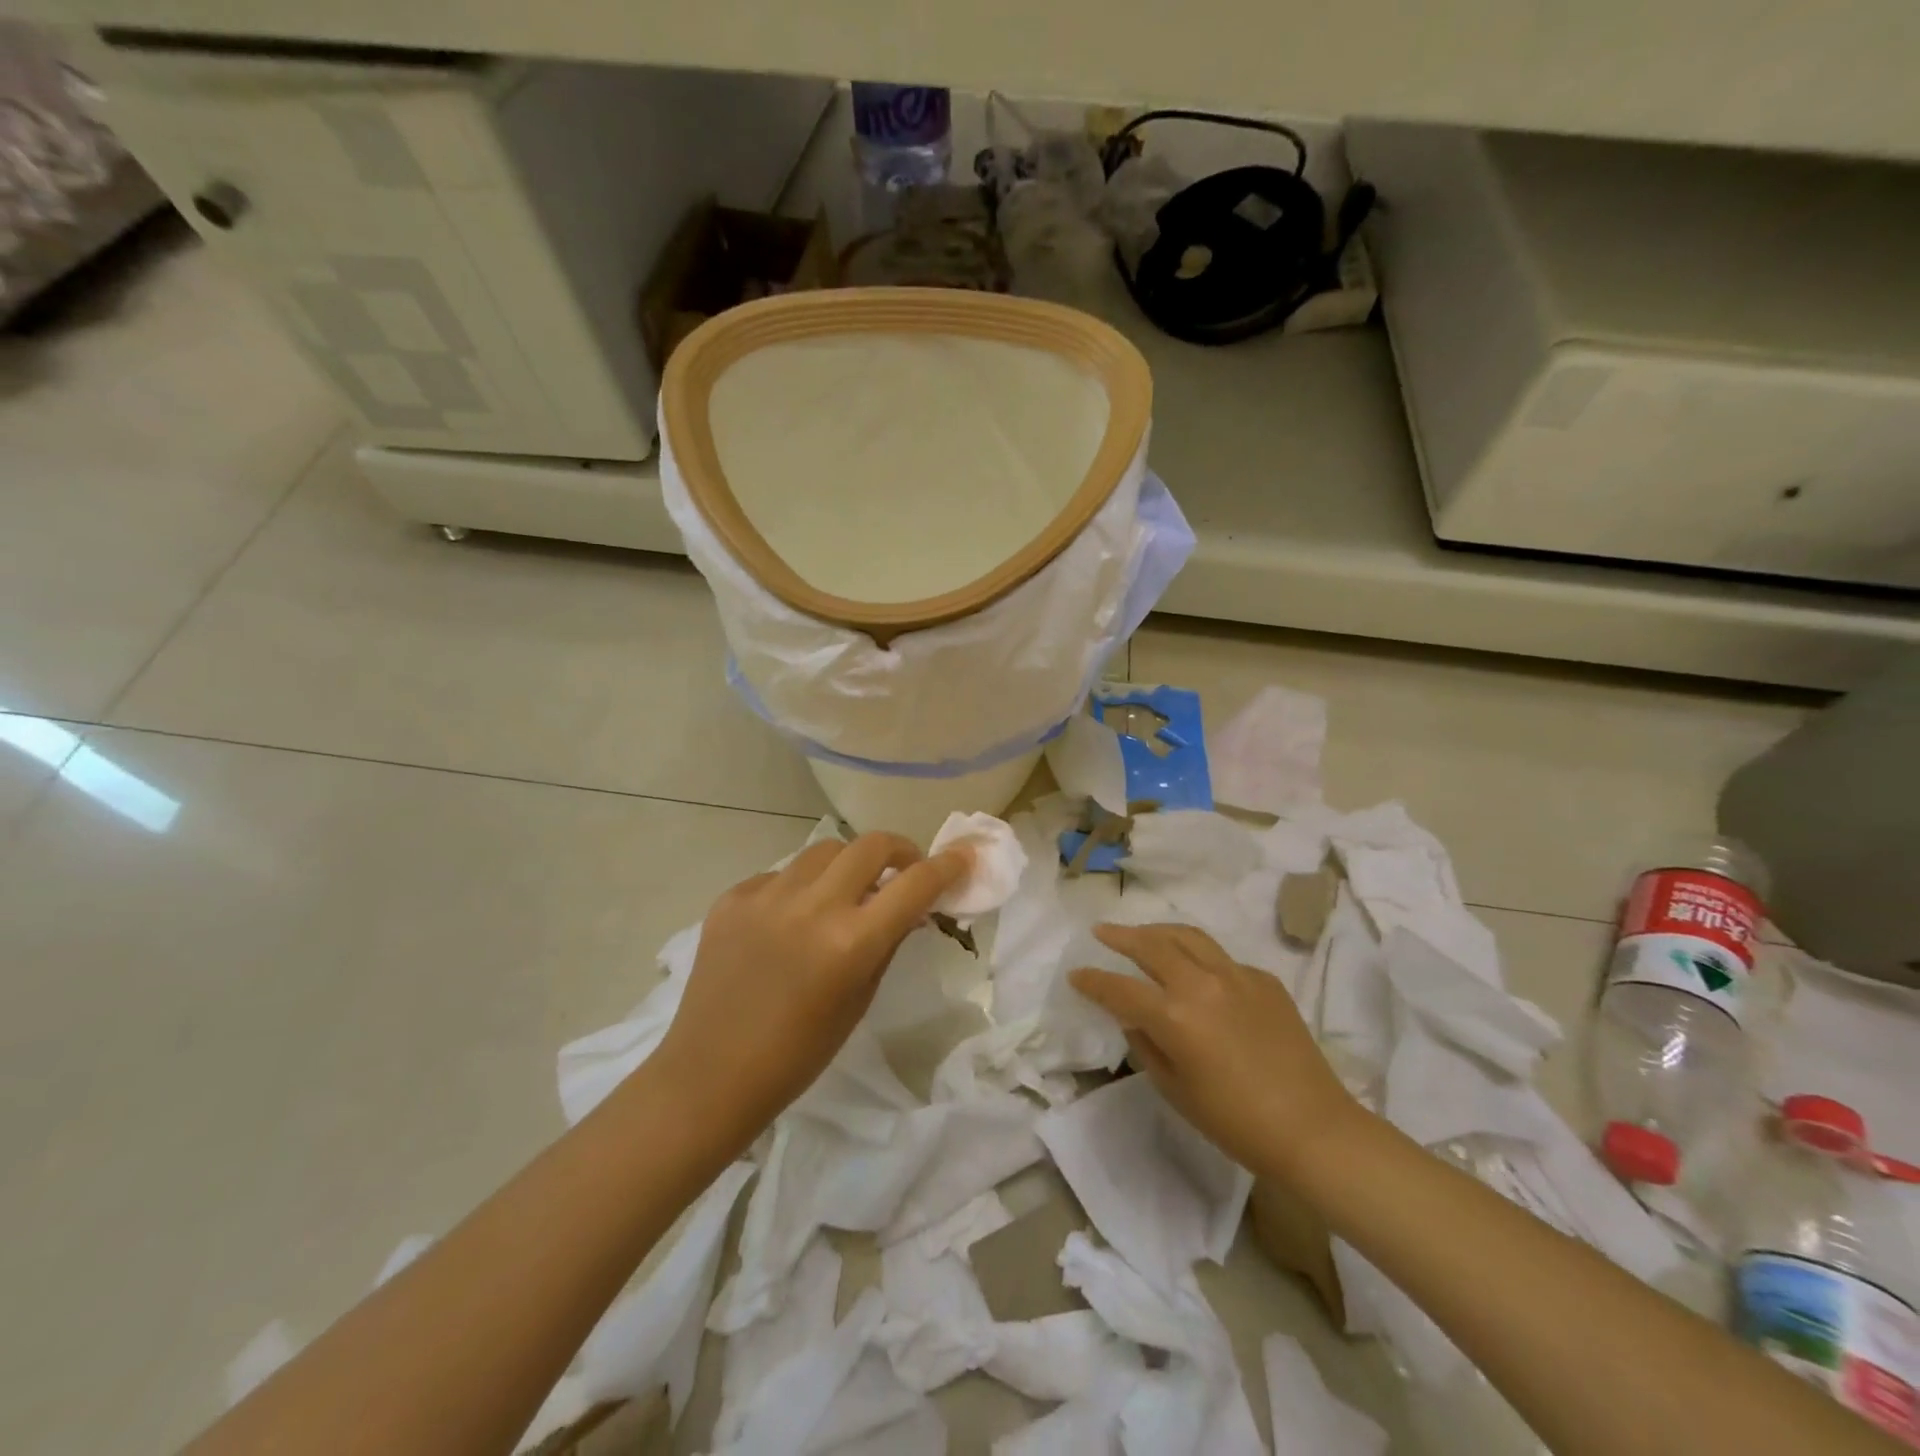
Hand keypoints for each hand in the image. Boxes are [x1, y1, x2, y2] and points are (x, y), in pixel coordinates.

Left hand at [656, 833, 968, 1135]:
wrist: (710, 1075)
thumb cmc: (798, 1053)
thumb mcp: (859, 1000)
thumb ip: (888, 941)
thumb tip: (910, 903)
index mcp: (851, 942)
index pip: (915, 884)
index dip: (947, 866)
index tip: (962, 858)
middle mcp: (812, 907)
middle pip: (871, 845)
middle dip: (899, 850)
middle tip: (903, 869)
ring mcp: (766, 896)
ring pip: (824, 850)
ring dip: (847, 864)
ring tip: (843, 893)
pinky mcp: (732, 898)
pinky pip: (780, 875)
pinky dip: (799, 888)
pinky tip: (789, 920)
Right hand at [1068, 923, 1357, 1176]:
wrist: (1313, 1130)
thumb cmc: (1235, 1123)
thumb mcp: (1175, 1090)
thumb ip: (1146, 1044)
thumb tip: (1133, 1017)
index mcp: (1174, 1016)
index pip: (1119, 988)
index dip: (1093, 981)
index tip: (1076, 975)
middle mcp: (1201, 984)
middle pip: (1151, 945)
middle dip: (1120, 936)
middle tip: (1102, 932)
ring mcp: (1236, 976)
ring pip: (1188, 936)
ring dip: (1158, 931)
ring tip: (1143, 933)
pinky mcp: (1263, 980)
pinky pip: (1221, 959)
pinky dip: (1199, 957)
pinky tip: (1196, 972)